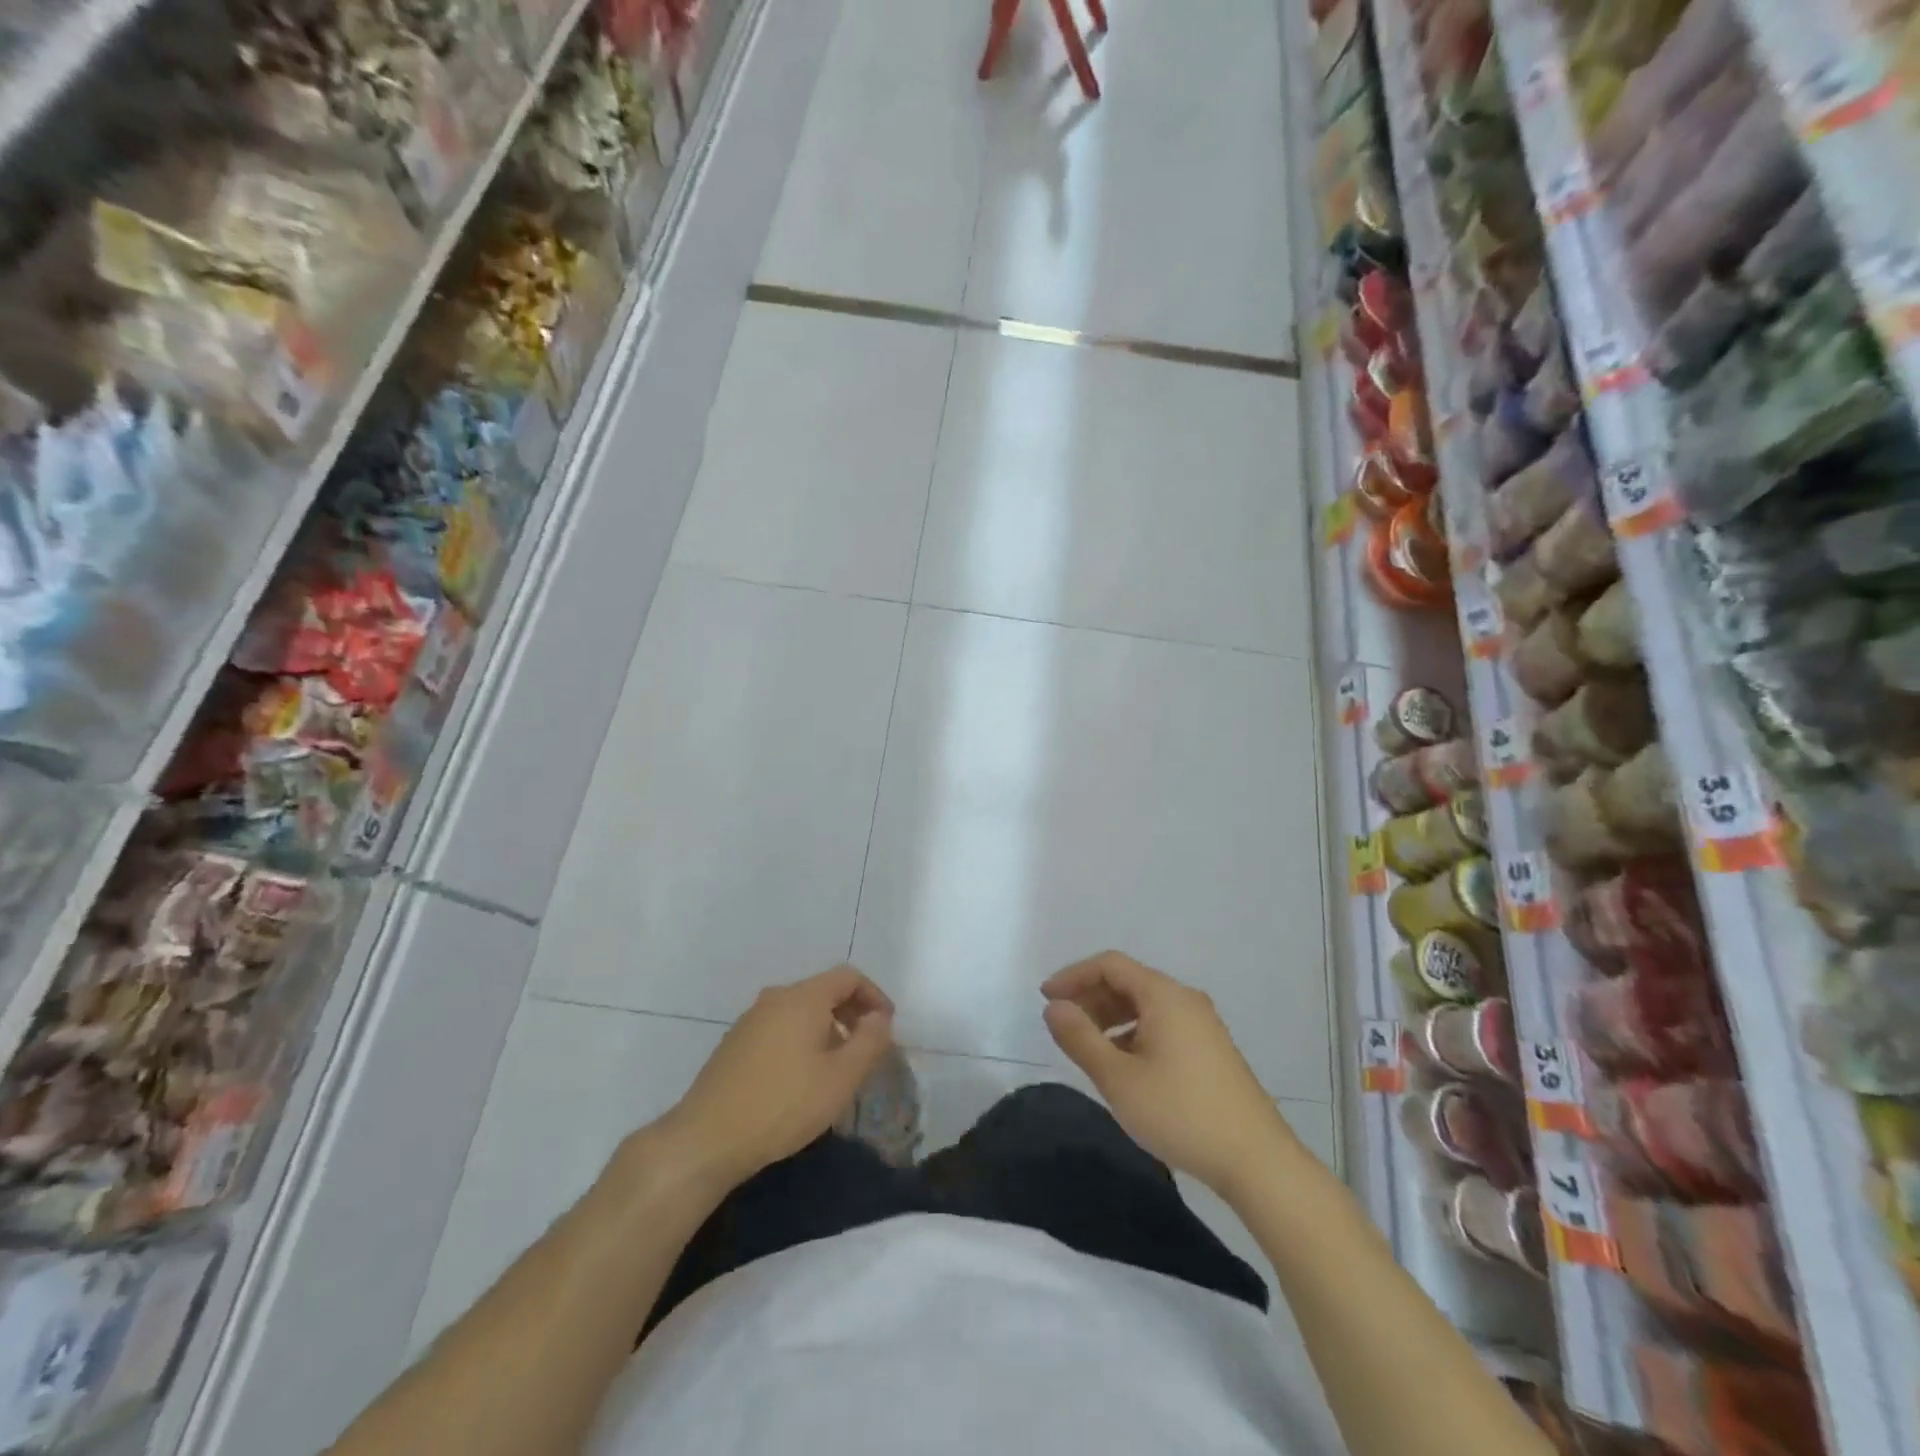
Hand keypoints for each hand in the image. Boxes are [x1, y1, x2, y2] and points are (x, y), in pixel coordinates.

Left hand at [660, 967, 895, 1191]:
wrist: (706, 1139)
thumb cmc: (783, 1104)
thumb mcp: (841, 1078)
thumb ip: (869, 1041)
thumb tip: (879, 1018)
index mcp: (803, 998)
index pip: (848, 976)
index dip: (874, 996)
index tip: (887, 1026)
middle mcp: (775, 998)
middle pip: (823, 990)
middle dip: (851, 1013)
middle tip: (867, 1047)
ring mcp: (750, 1020)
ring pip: (800, 1011)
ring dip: (826, 1028)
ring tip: (837, 1066)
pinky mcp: (734, 1044)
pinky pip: (779, 1028)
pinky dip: (801, 1040)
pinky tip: (801, 1078)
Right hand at [1042, 951, 1298, 1198]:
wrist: (1257, 1160)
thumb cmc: (1180, 1113)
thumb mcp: (1118, 1078)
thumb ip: (1080, 1038)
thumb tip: (1054, 1007)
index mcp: (1164, 995)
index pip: (1110, 964)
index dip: (1074, 975)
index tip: (1045, 998)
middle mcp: (1185, 999)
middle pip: (1128, 982)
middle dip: (1090, 997)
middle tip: (1062, 1025)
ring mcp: (1203, 1025)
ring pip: (1146, 1006)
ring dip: (1111, 1017)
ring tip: (1088, 1047)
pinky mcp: (1211, 1050)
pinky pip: (1162, 1024)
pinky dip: (1133, 1033)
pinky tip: (1124, 1066)